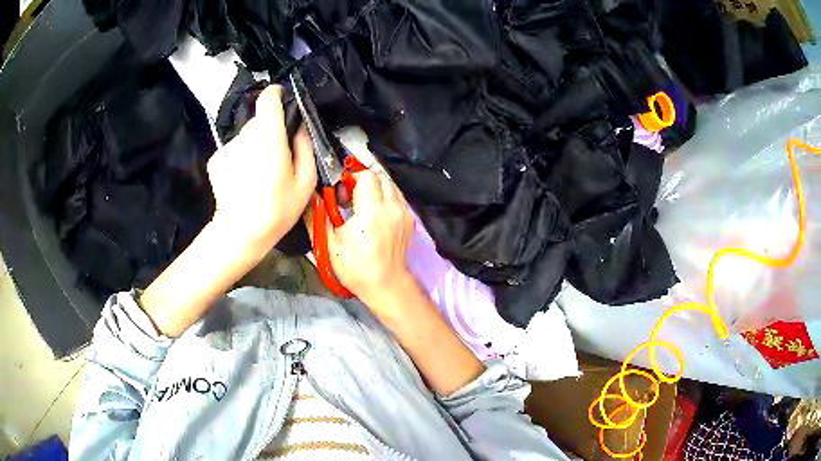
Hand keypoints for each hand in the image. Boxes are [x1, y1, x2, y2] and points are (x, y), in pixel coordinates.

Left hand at [206, 85, 315, 245]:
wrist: (239, 233)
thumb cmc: (277, 209)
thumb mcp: (305, 181)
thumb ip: (304, 147)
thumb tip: (300, 127)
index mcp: (269, 137)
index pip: (268, 98)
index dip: (277, 95)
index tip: (284, 102)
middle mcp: (245, 136)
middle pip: (259, 121)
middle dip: (269, 132)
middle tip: (277, 157)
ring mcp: (227, 148)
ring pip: (245, 137)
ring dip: (254, 147)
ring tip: (259, 175)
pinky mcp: (215, 160)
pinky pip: (233, 151)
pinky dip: (240, 159)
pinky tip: (243, 181)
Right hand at [324, 170, 414, 307]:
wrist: (387, 285)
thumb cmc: (356, 268)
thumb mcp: (329, 244)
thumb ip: (317, 216)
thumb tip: (309, 196)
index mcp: (372, 212)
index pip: (366, 176)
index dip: (351, 179)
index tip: (341, 193)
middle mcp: (392, 208)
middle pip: (380, 177)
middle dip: (363, 181)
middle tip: (350, 197)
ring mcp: (404, 213)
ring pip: (390, 186)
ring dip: (376, 189)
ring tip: (362, 205)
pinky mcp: (410, 220)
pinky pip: (398, 198)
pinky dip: (386, 198)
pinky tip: (375, 213)